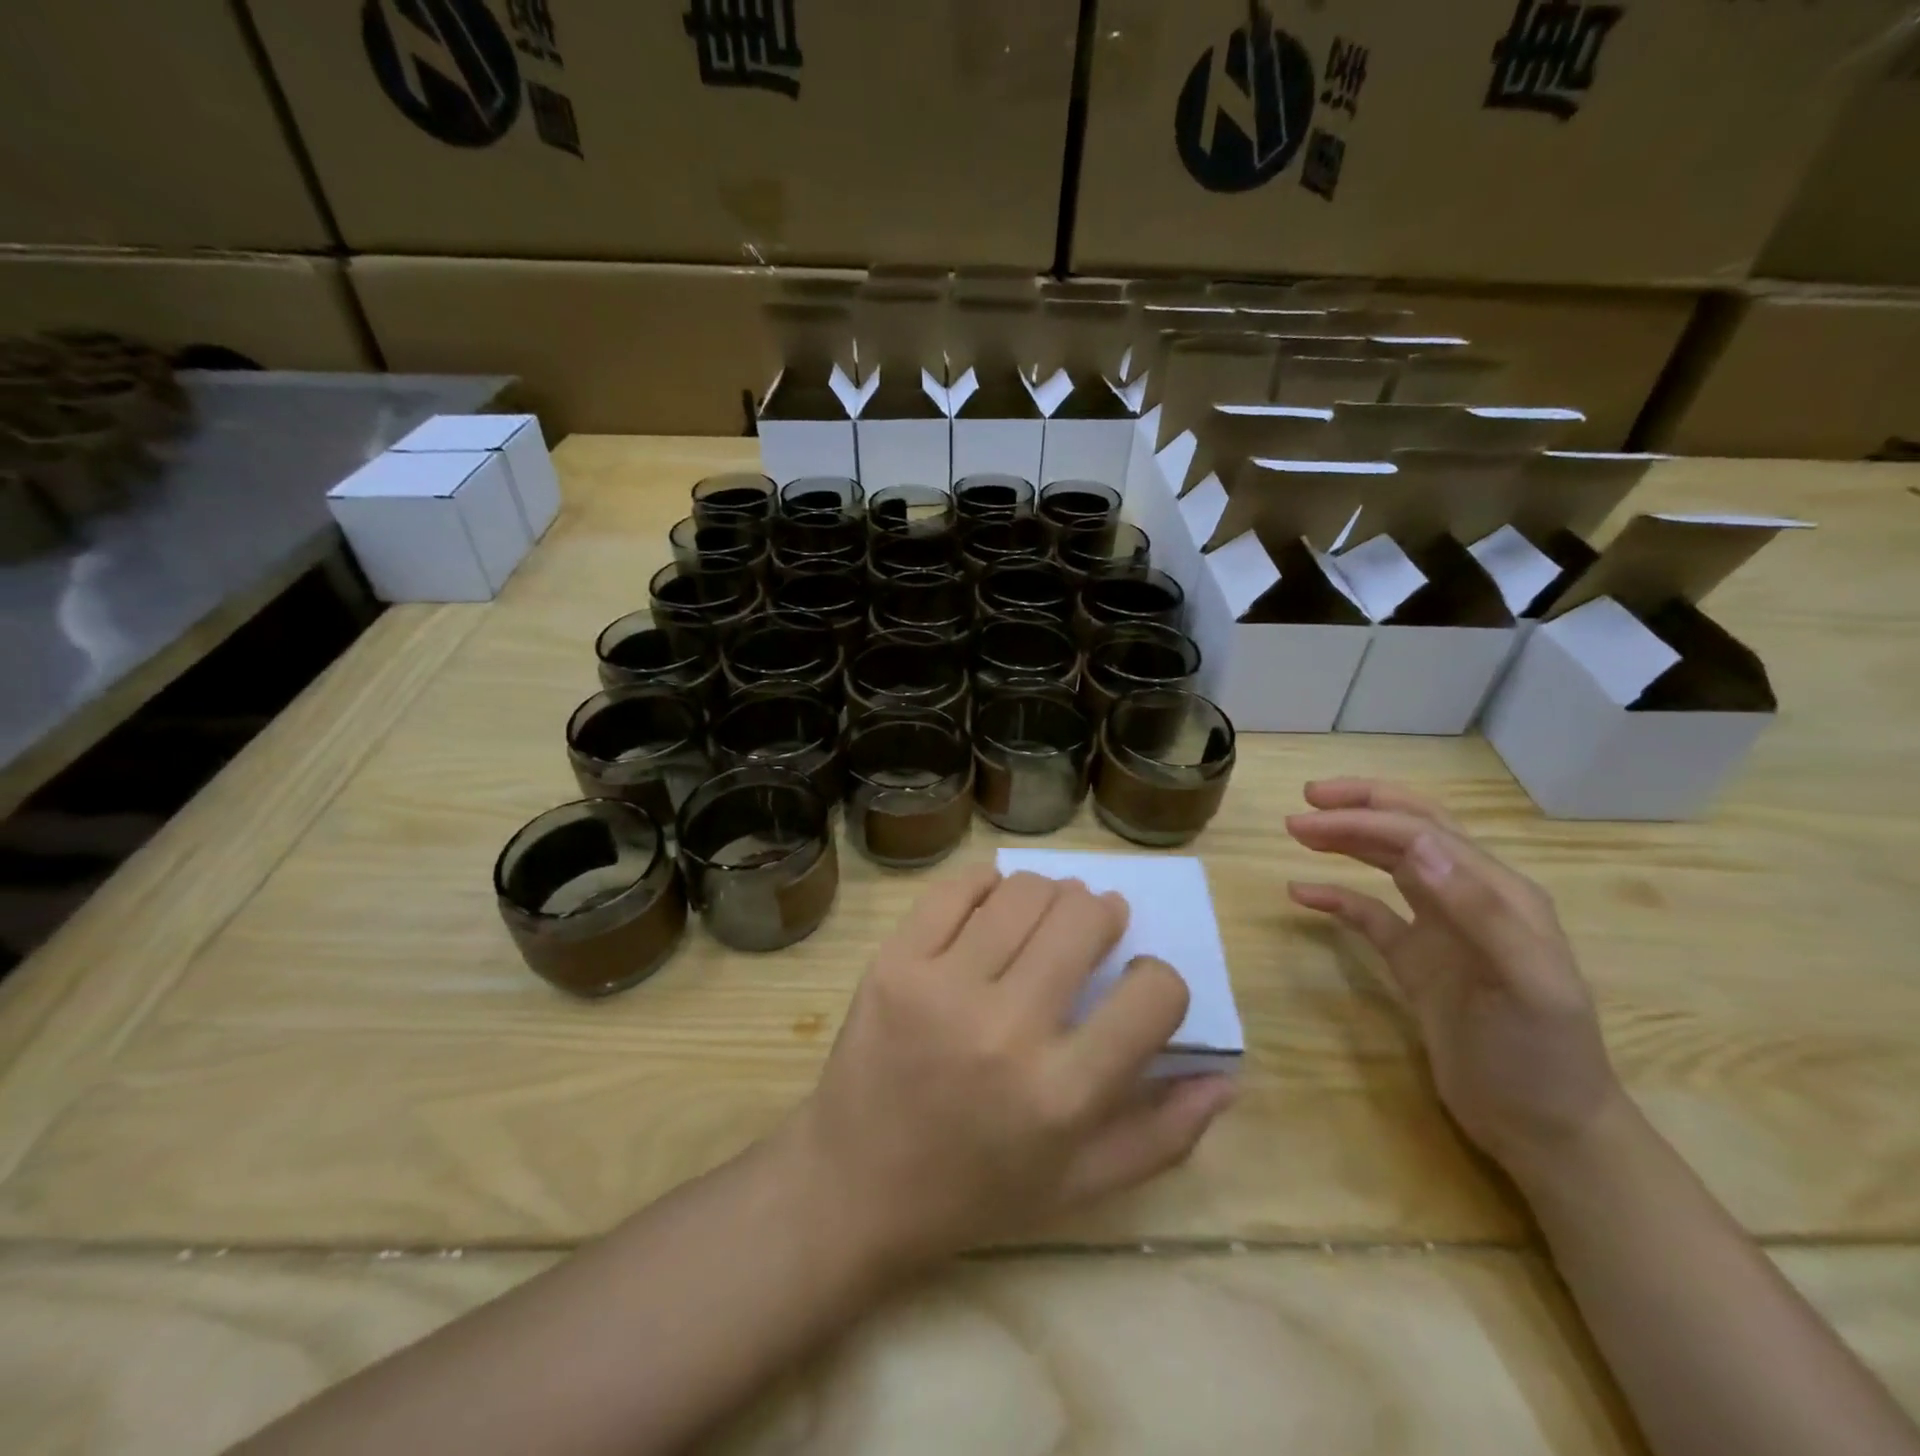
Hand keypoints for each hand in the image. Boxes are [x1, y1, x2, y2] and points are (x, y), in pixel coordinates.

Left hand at [785, 868, 1235, 1270]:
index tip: (1139, 982)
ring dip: (1052, 893)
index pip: (1154, 994)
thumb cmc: (974, 1193)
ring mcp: (942, 987)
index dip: (1160, 979)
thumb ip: (1163, 1136)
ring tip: (1047, 914)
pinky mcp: (893, 962)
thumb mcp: (1079, 1186)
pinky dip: (988, 884)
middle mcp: (1007, 1030)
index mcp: (1064, 1095)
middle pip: (1084, 918)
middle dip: (1104, 915)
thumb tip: (1227, 1077)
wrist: (852, 1186)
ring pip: (1025, 891)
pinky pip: (956, 889)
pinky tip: (995, 903)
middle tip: (1095, 926)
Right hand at [1285, 778, 1622, 1183]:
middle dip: (1360, 810)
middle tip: (1304, 802)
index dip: (1368, 817)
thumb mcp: (1526, 984)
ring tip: (1298, 832)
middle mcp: (1470, 897)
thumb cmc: (1542, 1055)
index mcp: (1500, 892)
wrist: (1545, 1131)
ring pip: (1389, 864)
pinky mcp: (1417, 960)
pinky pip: (1371, 915)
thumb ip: (1476, 910)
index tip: (1311, 815)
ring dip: (1347, 841)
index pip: (1424, 833)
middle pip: (1410, 832)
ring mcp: (1441, 929)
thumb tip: (1418, 845)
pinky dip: (1337, 898)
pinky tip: (1302, 893)